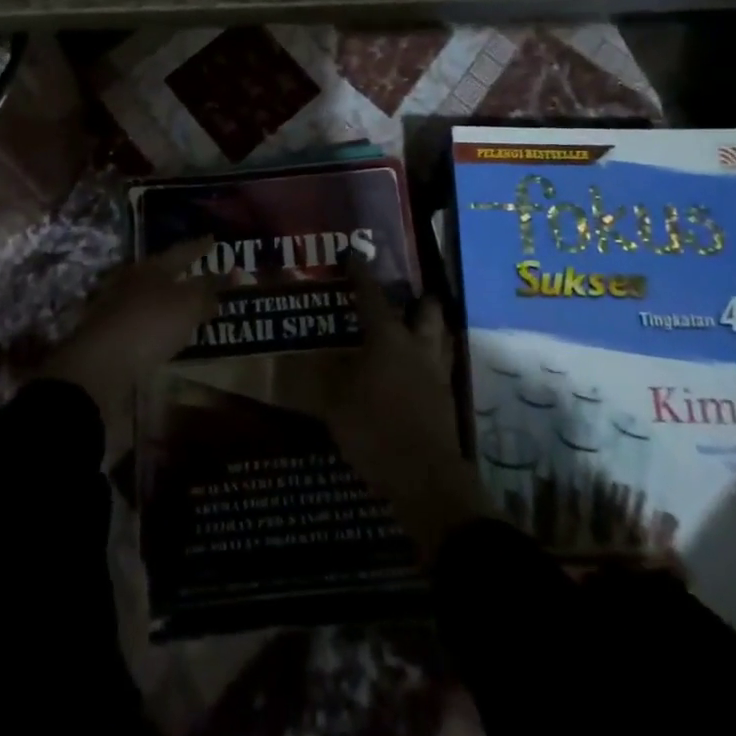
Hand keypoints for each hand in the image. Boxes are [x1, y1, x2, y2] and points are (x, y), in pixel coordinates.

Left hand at [39, 238, 216, 459]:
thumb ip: (208, 292)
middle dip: (181, 272)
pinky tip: (164, 332)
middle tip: (200, 272)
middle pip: (162, 272)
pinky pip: (141, 321)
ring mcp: (117, 307)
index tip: (213, 238)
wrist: (98, 366)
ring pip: (149, 296)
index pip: (182, 251)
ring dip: (168, 299)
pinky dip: (156, 322)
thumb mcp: (188, 306)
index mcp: (151, 267)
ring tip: (187, 305)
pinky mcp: (109, 334)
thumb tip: (226, 280)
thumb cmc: (149, 324)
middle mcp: (132, 281)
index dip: (200, 246)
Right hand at [295, 265, 492, 560]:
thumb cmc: (375, 430)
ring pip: (440, 335)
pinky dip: (430, 360)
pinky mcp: (446, 400)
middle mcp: (417, 346)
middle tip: (399, 296)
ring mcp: (437, 373)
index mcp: (389, 338)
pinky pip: (441, 366)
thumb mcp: (334, 404)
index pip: (372, 296)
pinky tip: (416, 371)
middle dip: (415, 298)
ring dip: (429, 326)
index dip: (361, 274)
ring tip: (412, 327)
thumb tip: (289, 362)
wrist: (425, 479)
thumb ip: (315, 380)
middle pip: (426, 309)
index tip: (354, 256)